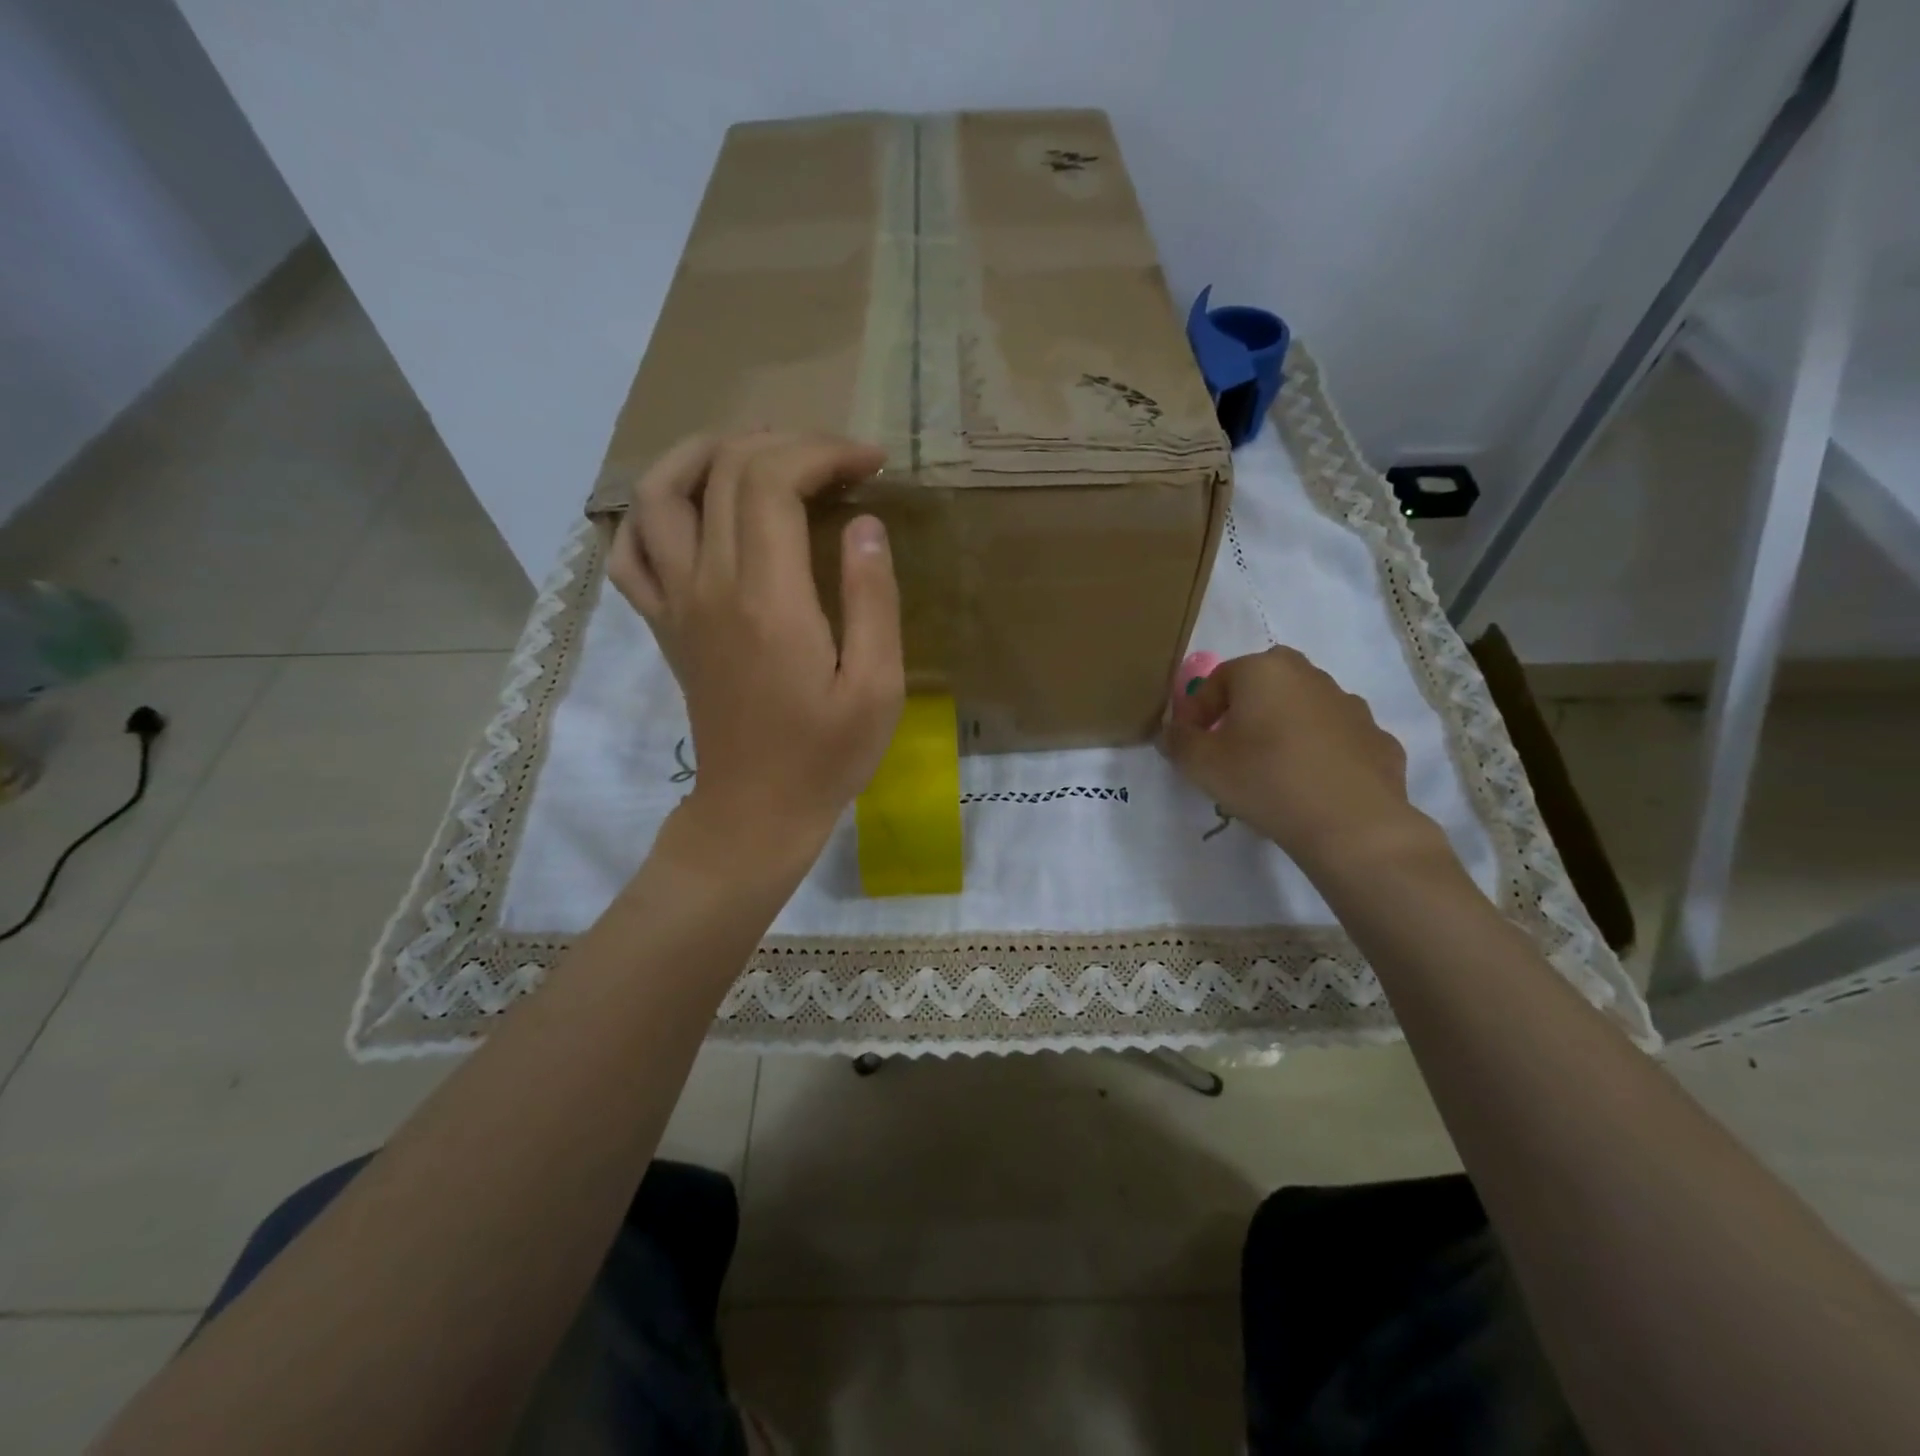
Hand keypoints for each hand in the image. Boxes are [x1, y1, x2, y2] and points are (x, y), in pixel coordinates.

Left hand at [609, 431, 903, 869]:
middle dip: (786, 443)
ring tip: (759, 455)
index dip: (824, 453)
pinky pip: (630, 551)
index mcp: (767, 598)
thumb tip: (865, 523)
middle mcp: (709, 585)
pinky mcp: (664, 624)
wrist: (756, 810)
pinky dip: (651, 513)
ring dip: (707, 454)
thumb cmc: (826, 754)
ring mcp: (676, 603)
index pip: (773, 480)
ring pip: (660, 493)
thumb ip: (873, 599)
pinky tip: (691, 511)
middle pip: (724, 470)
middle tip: (835, 461)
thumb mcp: (877, 686)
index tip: (871, 464)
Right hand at [1161, 646, 1447, 874]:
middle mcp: (1310, 675)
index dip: (1195, 713)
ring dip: (1282, 730)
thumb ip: (1178, 741)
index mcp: (1264, 670)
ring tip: (1271, 772)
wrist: (1352, 825)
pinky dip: (1320, 754)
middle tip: (1229, 751)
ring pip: (1302, 710)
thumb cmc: (1265, 780)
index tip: (1189, 746)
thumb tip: (1174, 732)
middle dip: (1241, 713)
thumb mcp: (1201, 764)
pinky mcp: (1378, 739)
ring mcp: (1351, 706)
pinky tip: (1310, 785)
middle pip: (1262, 687)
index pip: (1214, 681)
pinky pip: (1335, 740)